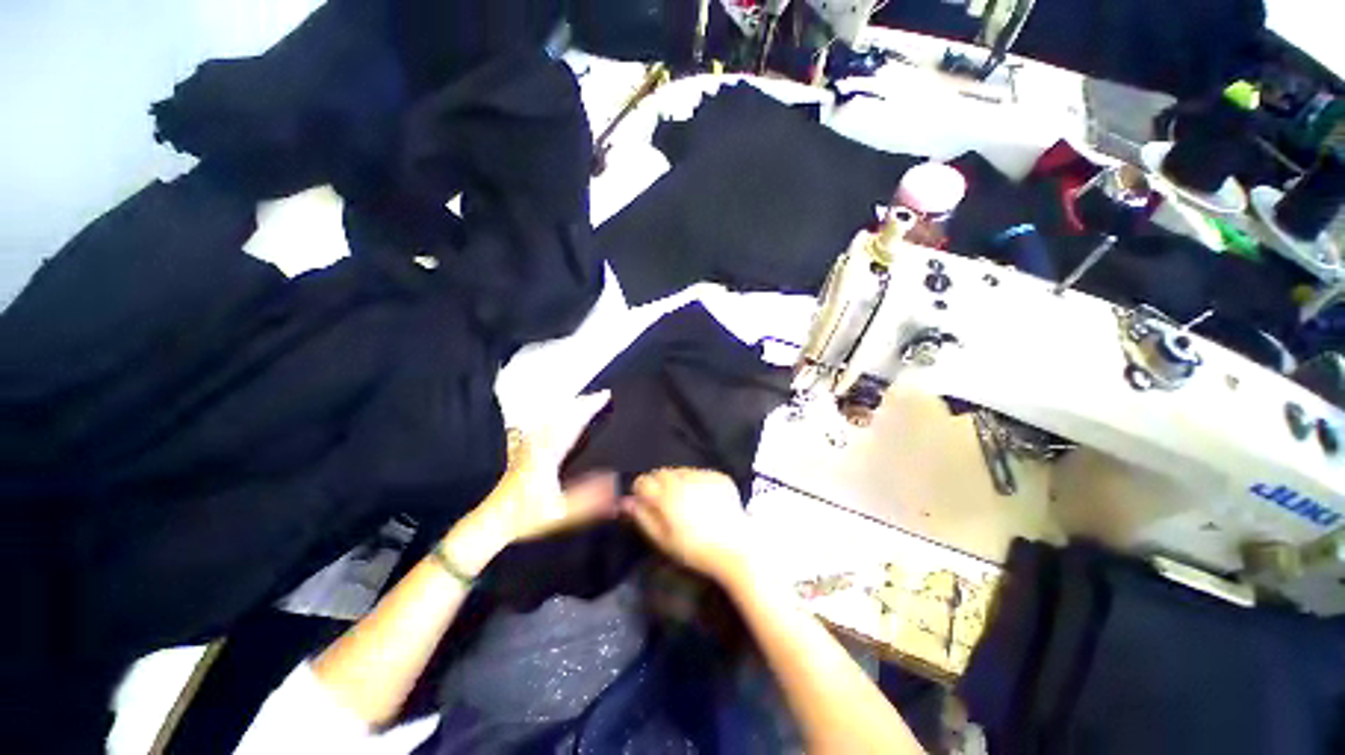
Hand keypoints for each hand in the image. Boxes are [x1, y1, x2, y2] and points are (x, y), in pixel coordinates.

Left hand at [484, 391, 619, 541]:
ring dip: (571, 407)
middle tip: (600, 395)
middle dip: (583, 402)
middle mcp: (538, 443)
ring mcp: (530, 444)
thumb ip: (589, 498)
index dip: (590, 407)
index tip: (605, 395)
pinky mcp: (526, 449)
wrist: (495, 520)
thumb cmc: (526, 517)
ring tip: (586, 402)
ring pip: (553, 416)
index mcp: (548, 453)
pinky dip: (559, 416)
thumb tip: (614, 482)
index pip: (572, 422)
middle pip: (563, 414)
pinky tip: (561, 417)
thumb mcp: (561, 512)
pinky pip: (546, 423)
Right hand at [622, 468, 752, 583]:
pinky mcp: (719, 475)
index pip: (643, 481)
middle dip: (659, 485)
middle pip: (661, 472)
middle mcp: (683, 480)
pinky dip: (697, 482)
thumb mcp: (664, 540)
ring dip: (678, 481)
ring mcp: (703, 475)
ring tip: (688, 503)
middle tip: (668, 505)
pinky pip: (700, 473)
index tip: (648, 504)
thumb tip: (626, 501)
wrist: (736, 547)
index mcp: (667, 496)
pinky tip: (705, 501)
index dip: (642, 492)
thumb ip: (643, 517)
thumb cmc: (696, 550)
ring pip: (680, 470)